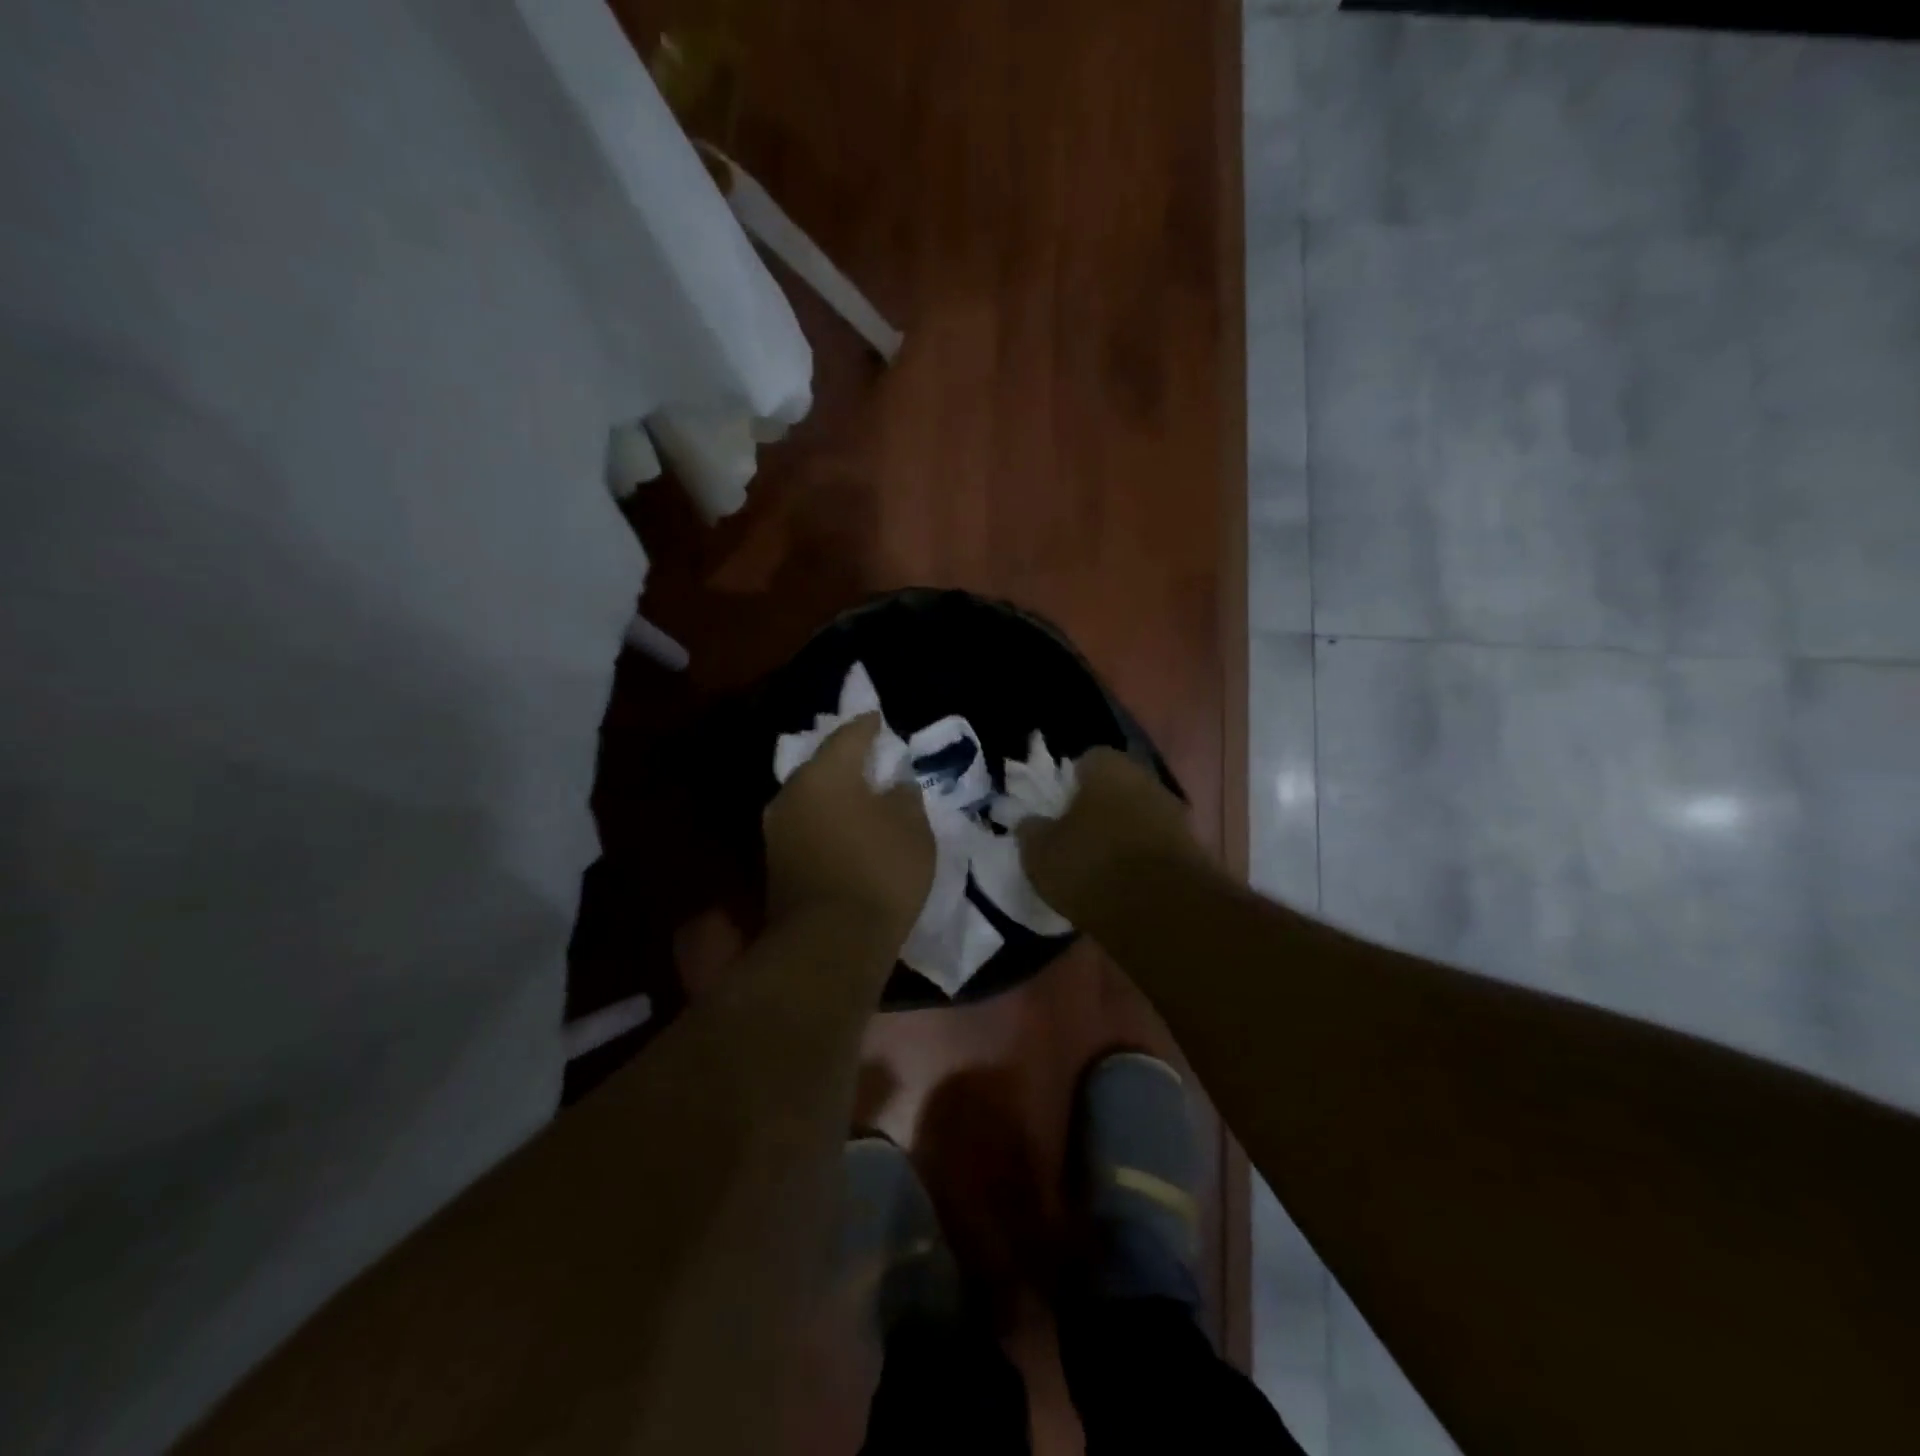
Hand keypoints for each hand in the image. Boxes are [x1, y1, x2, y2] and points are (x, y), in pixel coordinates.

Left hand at [764, 714, 934, 944]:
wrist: (830, 944)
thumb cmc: (879, 872)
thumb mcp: (912, 828)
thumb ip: (904, 797)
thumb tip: (894, 787)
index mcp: (823, 774)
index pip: (848, 736)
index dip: (868, 726)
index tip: (879, 720)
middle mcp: (790, 795)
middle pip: (821, 767)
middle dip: (846, 763)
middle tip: (871, 762)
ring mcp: (777, 833)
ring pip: (810, 800)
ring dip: (834, 797)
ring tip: (860, 800)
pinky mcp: (775, 866)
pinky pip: (806, 829)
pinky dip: (826, 825)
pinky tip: (845, 833)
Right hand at [1018, 747, 1203, 925]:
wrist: (1164, 912)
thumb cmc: (1092, 866)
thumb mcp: (1040, 853)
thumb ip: (1031, 832)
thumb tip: (1031, 823)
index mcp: (1108, 767)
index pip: (1085, 761)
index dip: (1067, 785)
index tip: (1055, 812)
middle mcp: (1146, 780)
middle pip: (1115, 789)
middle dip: (1097, 809)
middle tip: (1074, 839)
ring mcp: (1175, 814)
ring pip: (1138, 817)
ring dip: (1121, 836)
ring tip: (1098, 868)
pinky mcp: (1193, 850)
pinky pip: (1156, 847)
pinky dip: (1141, 861)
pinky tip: (1124, 887)